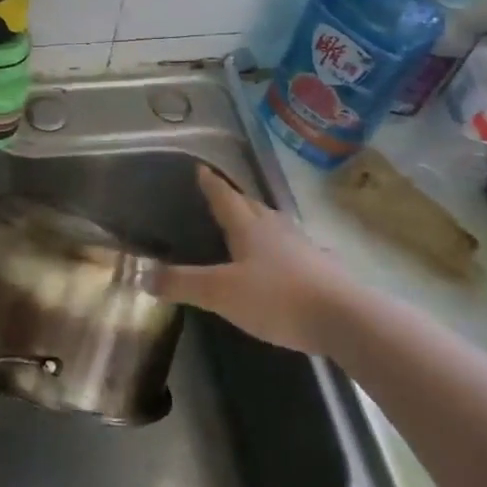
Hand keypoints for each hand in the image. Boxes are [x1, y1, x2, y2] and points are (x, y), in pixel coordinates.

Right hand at [156, 166, 357, 352]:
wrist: (345, 318)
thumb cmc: (276, 298)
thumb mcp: (220, 293)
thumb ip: (182, 283)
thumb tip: (142, 274)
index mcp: (249, 228)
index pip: (225, 197)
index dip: (211, 184)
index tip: (201, 168)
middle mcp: (276, 229)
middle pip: (252, 207)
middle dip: (235, 200)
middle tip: (222, 197)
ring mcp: (304, 247)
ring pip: (276, 226)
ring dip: (261, 222)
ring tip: (251, 225)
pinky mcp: (324, 269)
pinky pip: (297, 250)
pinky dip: (285, 250)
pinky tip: (288, 260)